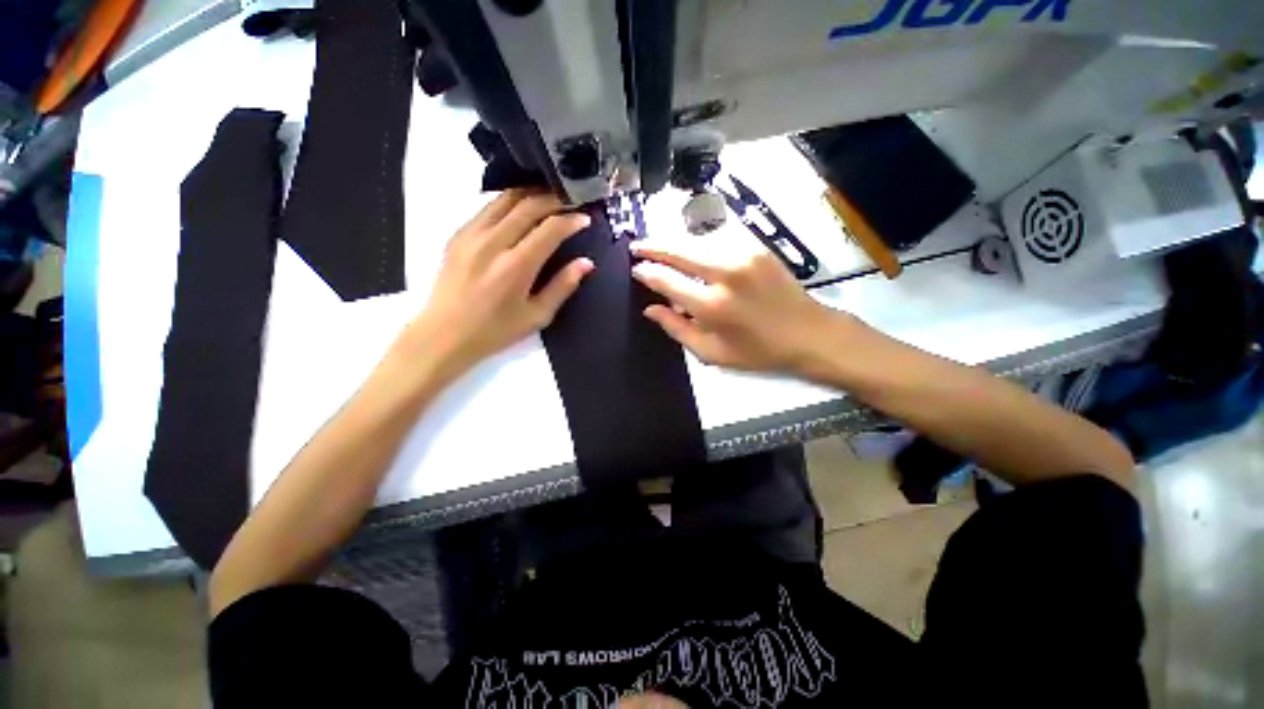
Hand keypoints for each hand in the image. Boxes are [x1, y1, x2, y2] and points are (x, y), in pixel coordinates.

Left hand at [399, 190, 592, 379]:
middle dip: (554, 199)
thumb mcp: (537, 316)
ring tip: (548, 200)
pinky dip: (509, 203)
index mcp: (516, 266)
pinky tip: (519, 212)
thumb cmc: (496, 330)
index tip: (585, 219)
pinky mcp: (458, 234)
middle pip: (528, 205)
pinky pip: (488, 208)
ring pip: (505, 199)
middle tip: (571, 202)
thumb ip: (563, 286)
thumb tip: (586, 263)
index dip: (571, 220)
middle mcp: (493, 242)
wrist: (444, 334)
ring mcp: (471, 234)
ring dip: (531, 195)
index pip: (550, 229)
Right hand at [631, 236, 842, 373]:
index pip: (667, 281)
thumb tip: (650, 309)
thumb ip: (677, 329)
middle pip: (679, 249)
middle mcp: (725, 274)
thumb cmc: (757, 351)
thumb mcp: (712, 353)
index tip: (636, 269)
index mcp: (712, 306)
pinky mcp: (756, 247)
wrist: (808, 332)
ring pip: (696, 240)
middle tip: (637, 246)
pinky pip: (717, 239)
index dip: (647, 273)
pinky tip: (692, 251)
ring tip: (660, 248)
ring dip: (675, 243)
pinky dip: (699, 243)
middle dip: (653, 246)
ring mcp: (743, 255)